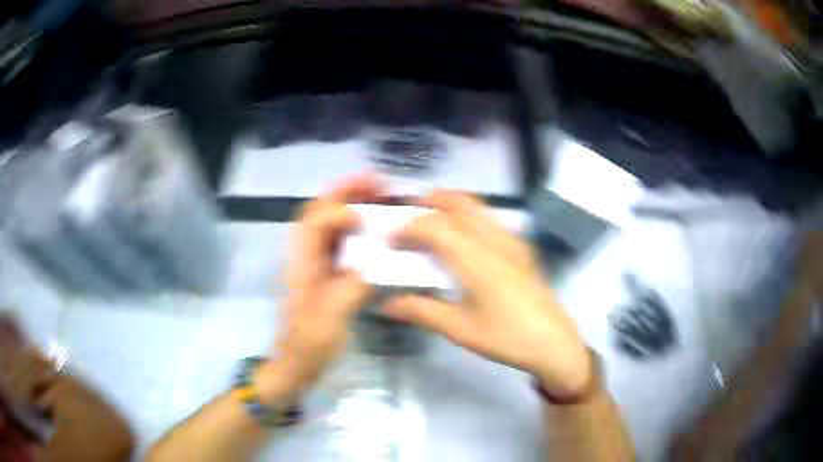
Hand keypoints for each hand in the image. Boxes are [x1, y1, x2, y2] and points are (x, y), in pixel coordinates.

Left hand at [256, 176, 379, 402]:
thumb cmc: (307, 346)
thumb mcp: (329, 322)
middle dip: (345, 192)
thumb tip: (373, 263)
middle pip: (318, 212)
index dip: (339, 212)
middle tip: (376, 182)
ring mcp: (314, 266)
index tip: (367, 217)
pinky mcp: (325, 276)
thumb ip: (349, 289)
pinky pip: (339, 243)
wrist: (295, 366)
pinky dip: (356, 228)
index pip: (314, 224)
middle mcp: (305, 258)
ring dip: (350, 204)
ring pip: (329, 224)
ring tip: (379, 195)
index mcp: (301, 265)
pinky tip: (375, 230)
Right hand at [383, 190, 591, 397]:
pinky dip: (469, 216)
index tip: (391, 242)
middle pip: (459, 203)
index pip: (435, 226)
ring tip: (431, 223)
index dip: (408, 228)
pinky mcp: (522, 248)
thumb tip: (386, 303)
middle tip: (408, 218)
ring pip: (478, 206)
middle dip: (430, 203)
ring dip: (451, 205)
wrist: (554, 344)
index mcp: (477, 260)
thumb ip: (421, 311)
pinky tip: (463, 239)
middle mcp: (495, 241)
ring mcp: (513, 241)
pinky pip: (490, 219)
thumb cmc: (506, 338)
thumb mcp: (459, 329)